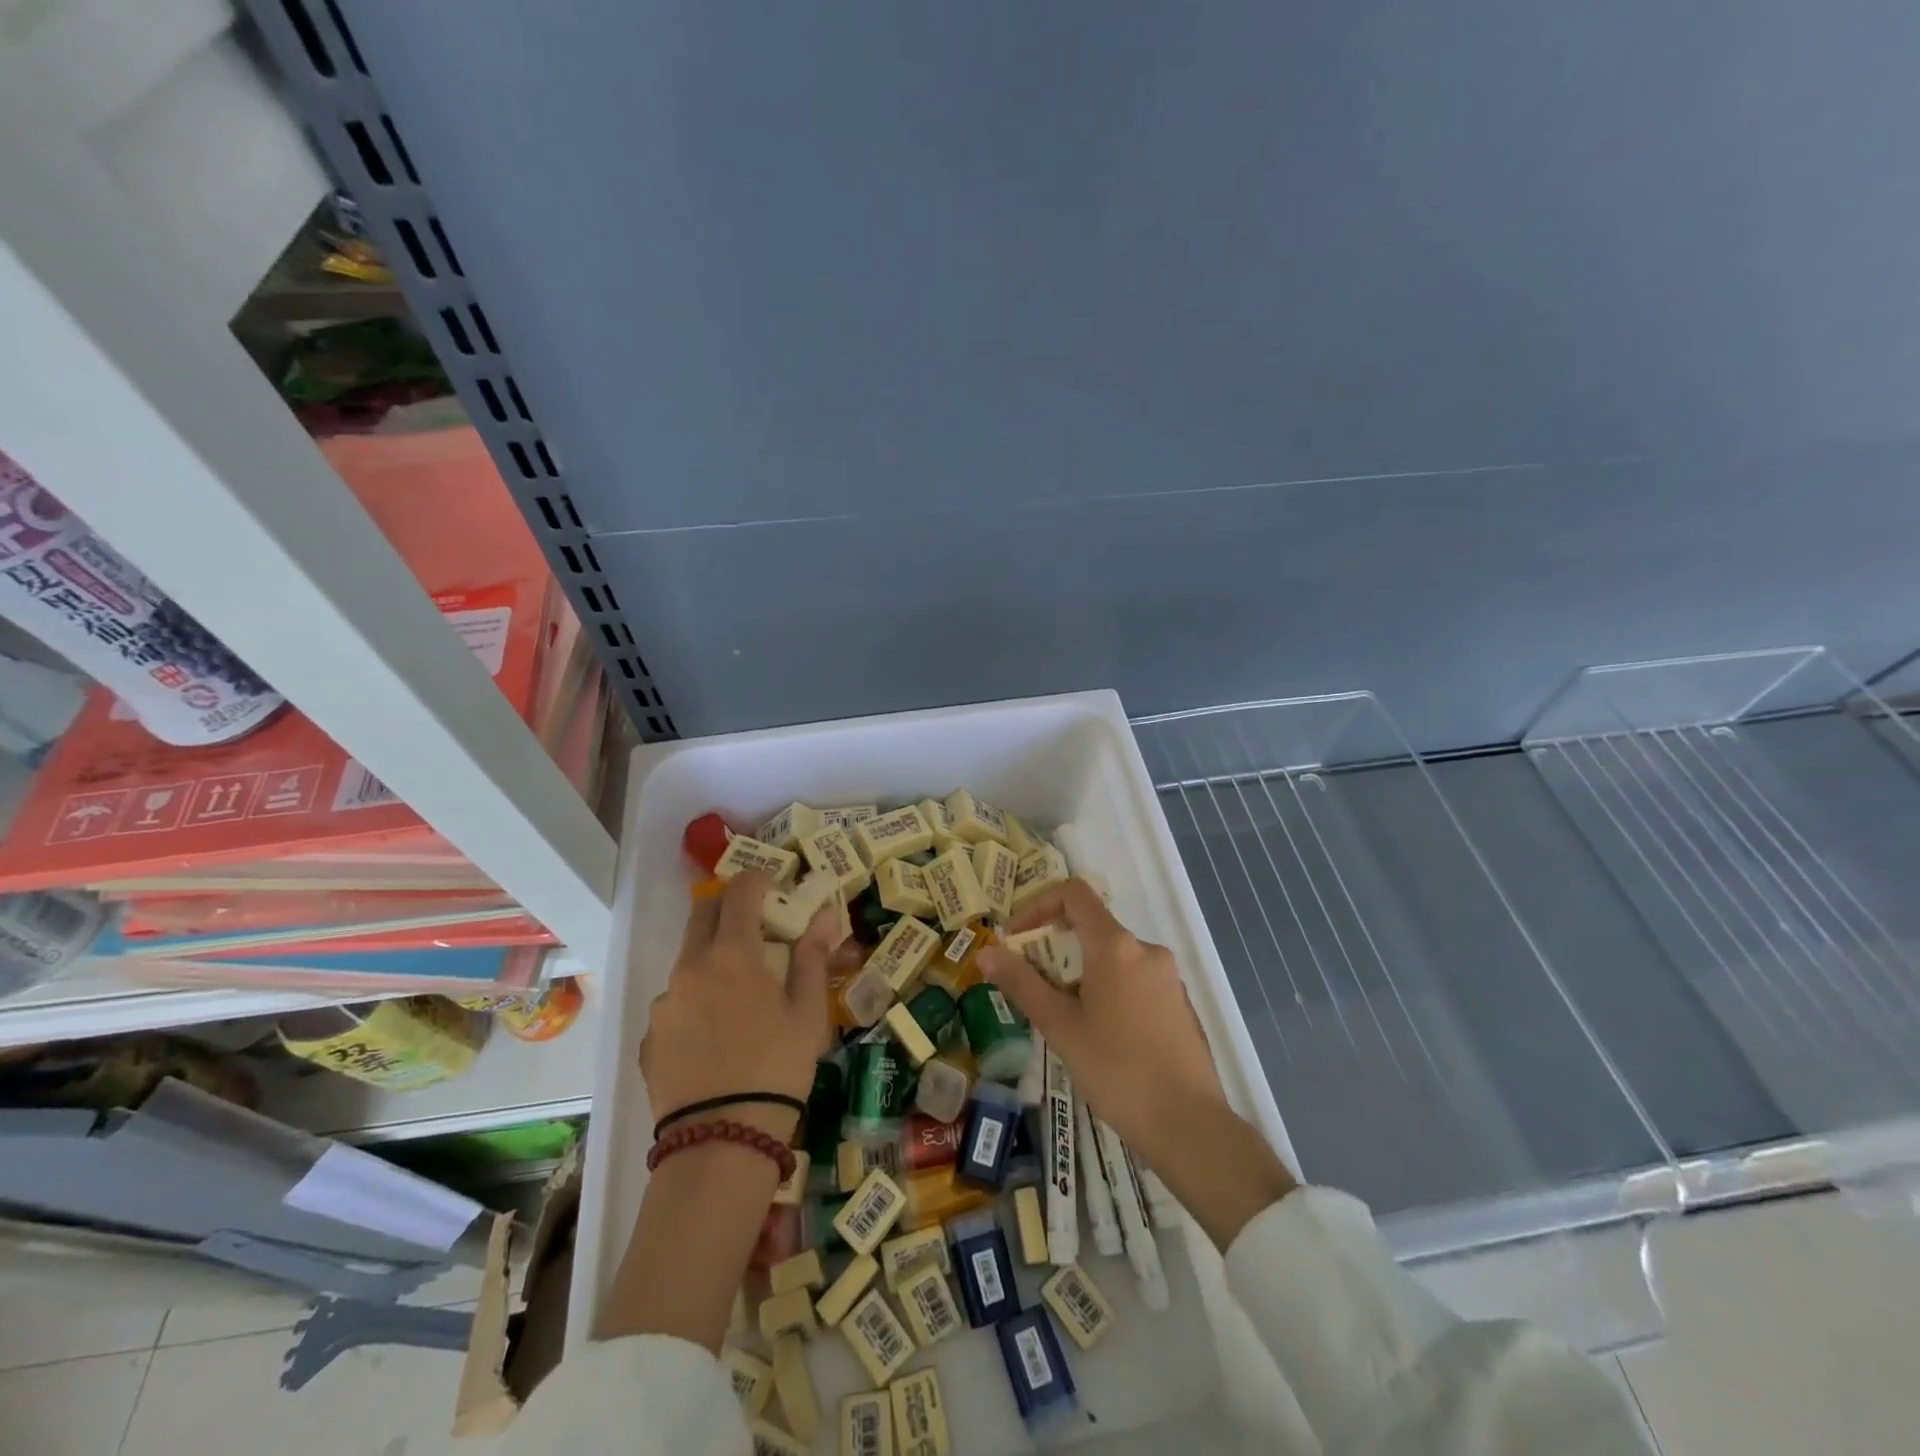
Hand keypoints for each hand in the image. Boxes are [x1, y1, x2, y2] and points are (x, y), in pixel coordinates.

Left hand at [639, 871, 835, 1139]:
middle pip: (703, 915)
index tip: (774, 885)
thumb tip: (824, 915)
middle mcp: (690, 967)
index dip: (758, 879)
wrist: (722, 1141)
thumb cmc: (778, 1067)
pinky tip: (715, 1035)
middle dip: (728, 908)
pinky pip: (675, 1003)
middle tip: (755, 924)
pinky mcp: (650, 1037)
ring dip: (712, 958)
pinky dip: (696, 1001)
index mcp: (732, 953)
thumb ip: (812, 956)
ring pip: (688, 961)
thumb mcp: (808, 1012)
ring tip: (738, 994)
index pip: (739, 891)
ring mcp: (664, 1002)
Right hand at [977, 878, 1296, 1246]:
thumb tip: (986, 952)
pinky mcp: (1179, 1003)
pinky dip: (1108, 989)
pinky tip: (1100, 1036)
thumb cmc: (1117, 1071)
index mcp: (1116, 946)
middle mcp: (1146, 950)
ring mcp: (1168, 976)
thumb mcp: (1061, 1026)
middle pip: (1092, 927)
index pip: (1074, 894)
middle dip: (1055, 947)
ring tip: (1063, 1018)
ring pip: (1113, 957)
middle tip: (1032, 986)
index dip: (1038, 905)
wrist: (1189, 1125)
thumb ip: (1022, 983)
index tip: (1016, 937)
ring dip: (1080, 973)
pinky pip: (1134, 980)